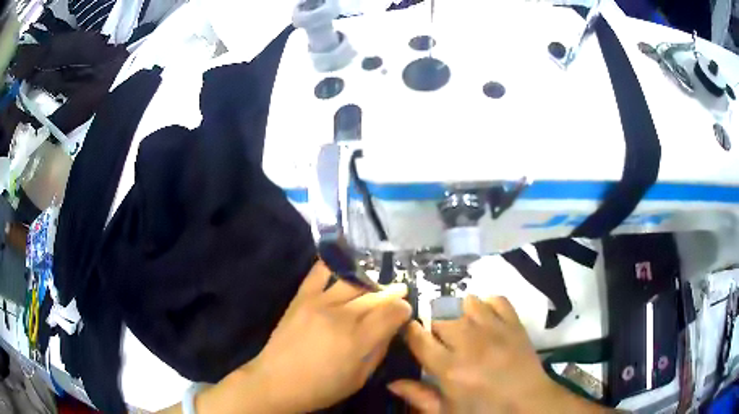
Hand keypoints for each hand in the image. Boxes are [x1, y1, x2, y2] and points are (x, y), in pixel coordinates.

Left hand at [236, 261, 411, 412]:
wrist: (276, 382)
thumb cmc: (321, 388)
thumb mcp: (359, 378)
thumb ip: (378, 351)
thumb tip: (391, 329)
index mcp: (357, 340)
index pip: (391, 313)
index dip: (403, 309)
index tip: (405, 311)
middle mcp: (341, 316)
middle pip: (375, 296)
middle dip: (391, 293)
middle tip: (400, 291)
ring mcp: (319, 303)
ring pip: (353, 282)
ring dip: (370, 281)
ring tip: (376, 284)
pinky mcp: (301, 297)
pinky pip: (319, 272)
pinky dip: (333, 264)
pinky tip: (344, 264)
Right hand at [388, 296, 609, 413]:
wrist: (528, 403)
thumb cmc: (484, 410)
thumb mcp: (447, 411)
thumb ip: (418, 396)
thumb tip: (391, 382)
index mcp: (448, 368)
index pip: (418, 337)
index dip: (410, 330)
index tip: (410, 332)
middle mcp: (468, 343)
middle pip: (440, 317)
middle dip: (435, 325)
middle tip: (442, 339)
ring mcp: (494, 329)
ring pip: (466, 302)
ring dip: (461, 313)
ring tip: (465, 328)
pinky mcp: (514, 322)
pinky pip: (496, 299)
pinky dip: (488, 305)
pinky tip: (487, 319)